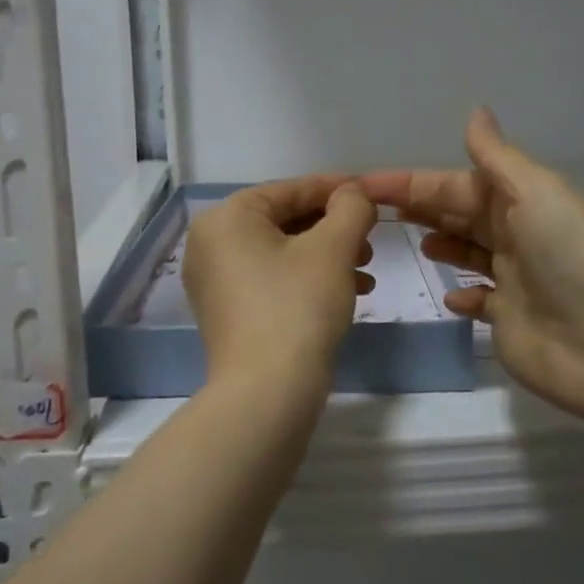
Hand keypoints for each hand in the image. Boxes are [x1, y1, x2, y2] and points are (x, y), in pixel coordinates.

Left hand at [184, 176, 377, 398]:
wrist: (267, 394)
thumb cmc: (298, 307)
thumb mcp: (333, 248)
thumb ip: (350, 208)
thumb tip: (354, 193)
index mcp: (227, 218)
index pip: (291, 190)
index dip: (337, 189)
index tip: (372, 193)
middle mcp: (211, 243)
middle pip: (285, 220)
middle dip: (334, 228)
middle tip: (371, 239)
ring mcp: (215, 281)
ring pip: (282, 252)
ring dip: (328, 256)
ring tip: (365, 269)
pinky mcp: (227, 312)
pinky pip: (272, 279)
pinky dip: (308, 279)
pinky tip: (348, 293)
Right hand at [362, 109, 583, 431]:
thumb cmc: (571, 257)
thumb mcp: (537, 192)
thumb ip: (497, 157)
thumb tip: (476, 111)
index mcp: (522, 200)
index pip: (455, 184)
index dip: (411, 183)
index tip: (365, 184)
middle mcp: (517, 234)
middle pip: (459, 214)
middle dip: (421, 208)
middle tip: (371, 210)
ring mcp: (514, 279)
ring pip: (468, 252)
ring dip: (441, 243)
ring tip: (411, 243)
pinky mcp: (509, 320)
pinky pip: (478, 301)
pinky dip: (462, 295)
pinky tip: (448, 295)